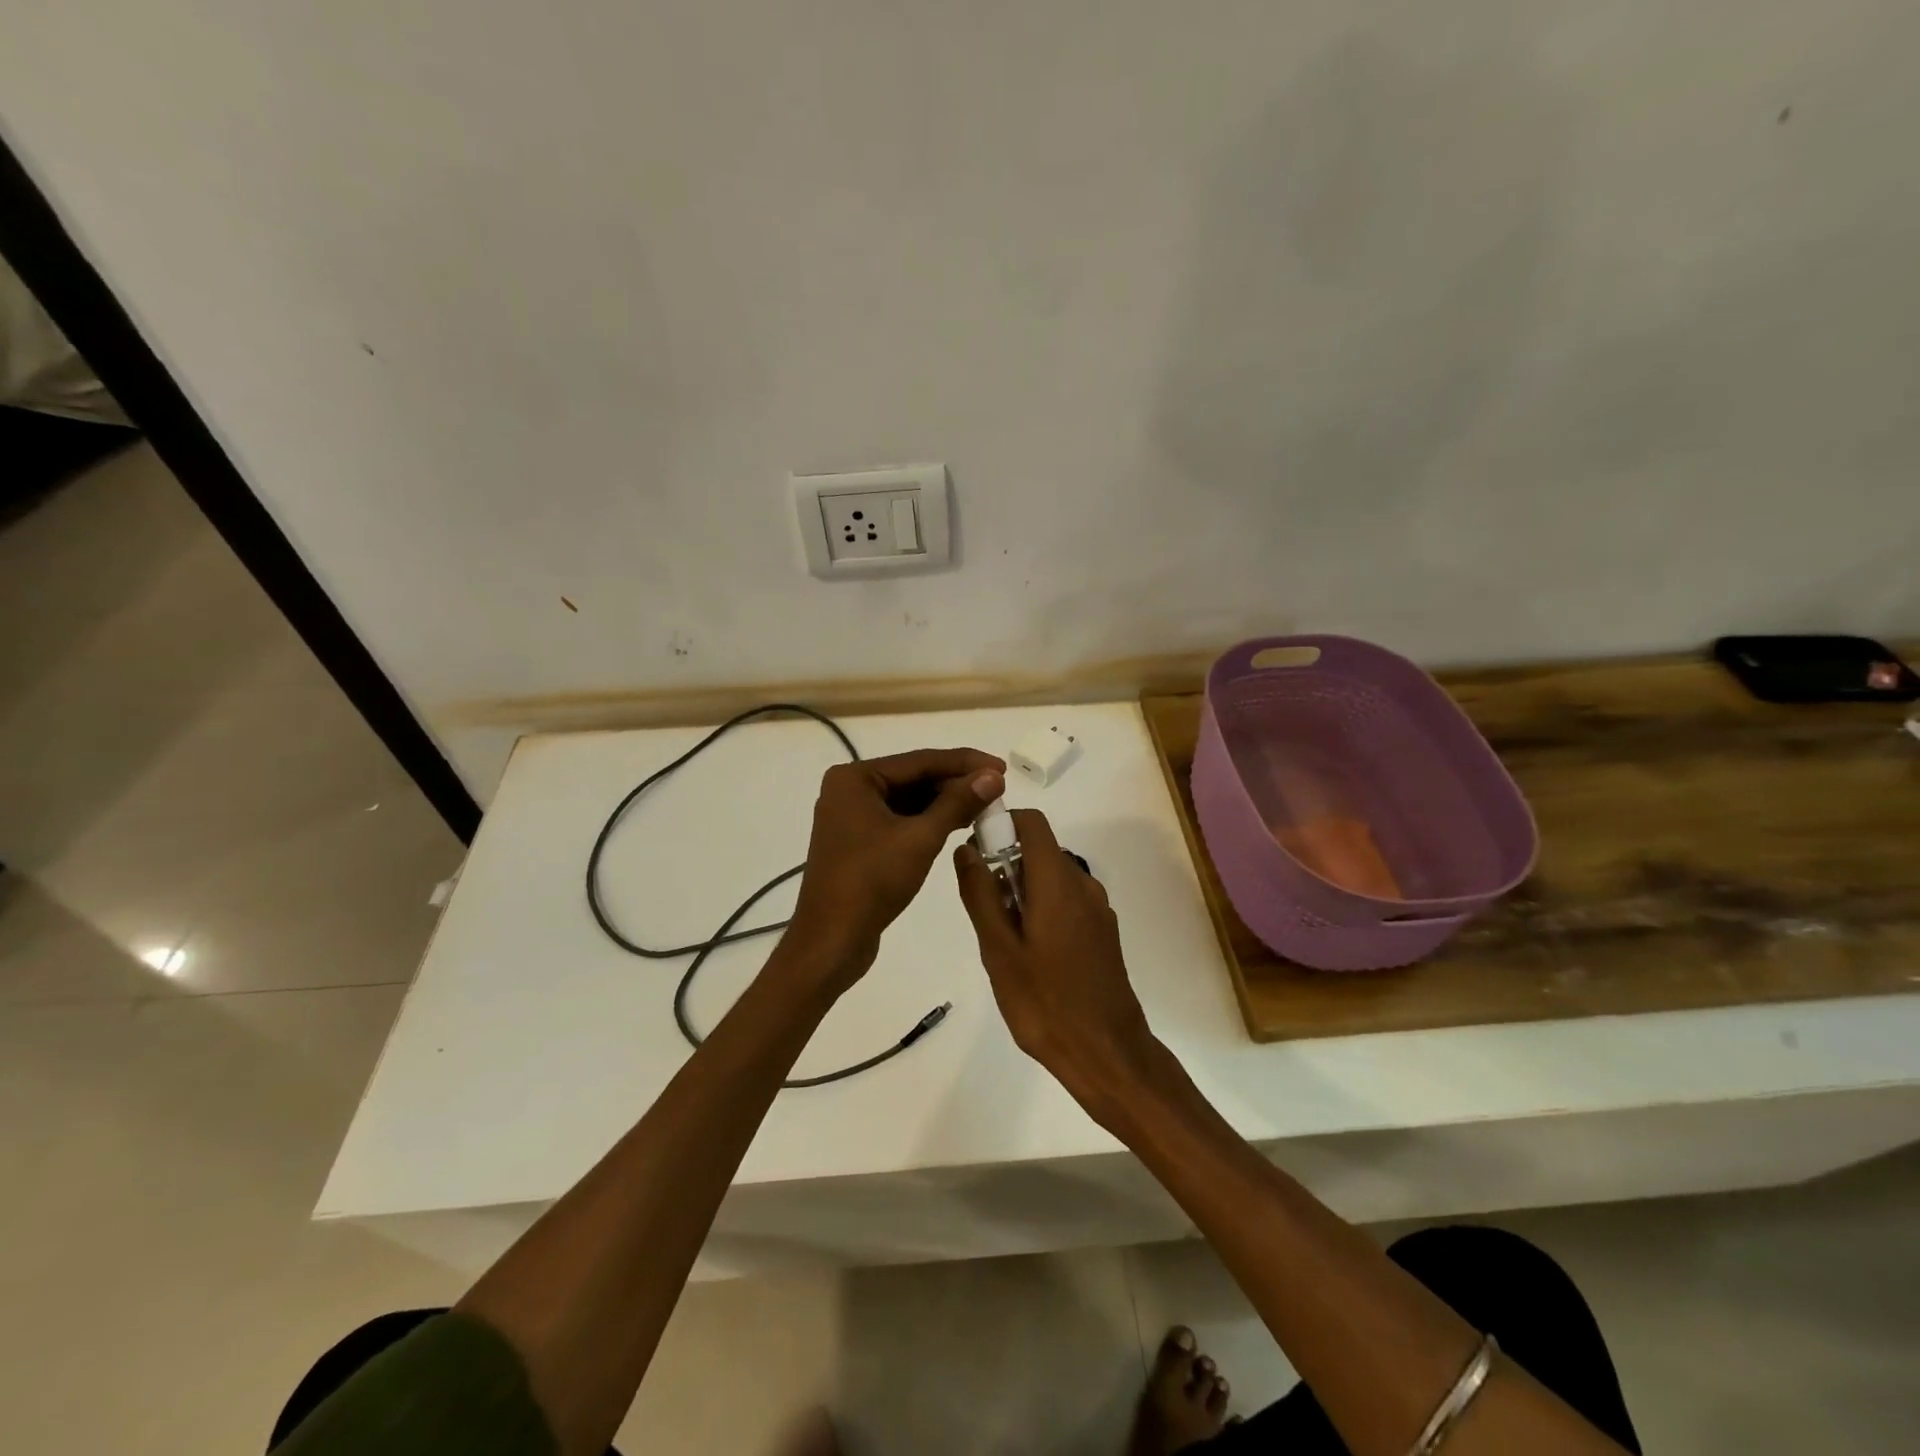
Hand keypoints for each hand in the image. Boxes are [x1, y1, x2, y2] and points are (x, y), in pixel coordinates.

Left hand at [787, 747, 1005, 986]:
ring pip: (908, 800)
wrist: (831, 941)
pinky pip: (900, 820)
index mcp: (855, 778)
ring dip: (945, 803)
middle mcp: (849, 790)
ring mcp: (852, 817)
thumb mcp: (921, 838)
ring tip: (986, 807)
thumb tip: (992, 777)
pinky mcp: (859, 842)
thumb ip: (957, 803)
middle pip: (913, 778)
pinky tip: (958, 824)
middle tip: (998, 791)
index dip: (965, 763)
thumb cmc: (872, 882)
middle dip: (955, 784)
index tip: (1002, 768)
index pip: (920, 761)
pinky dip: (928, 822)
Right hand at [954, 809, 1165, 1126]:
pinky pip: (1066, 902)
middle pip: (1040, 850)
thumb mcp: (998, 949)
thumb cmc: (1045, 1002)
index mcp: (1058, 882)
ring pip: (1051, 878)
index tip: (975, 851)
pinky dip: (1042, 909)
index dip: (1001, 823)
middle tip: (984, 910)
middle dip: (1006, 865)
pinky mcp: (1102, 932)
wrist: (1107, 1053)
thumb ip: (980, 894)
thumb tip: (966, 849)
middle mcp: (1083, 884)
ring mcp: (1097, 909)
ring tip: (1004, 940)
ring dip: (1022, 891)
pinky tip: (1031, 955)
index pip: (1032, 822)